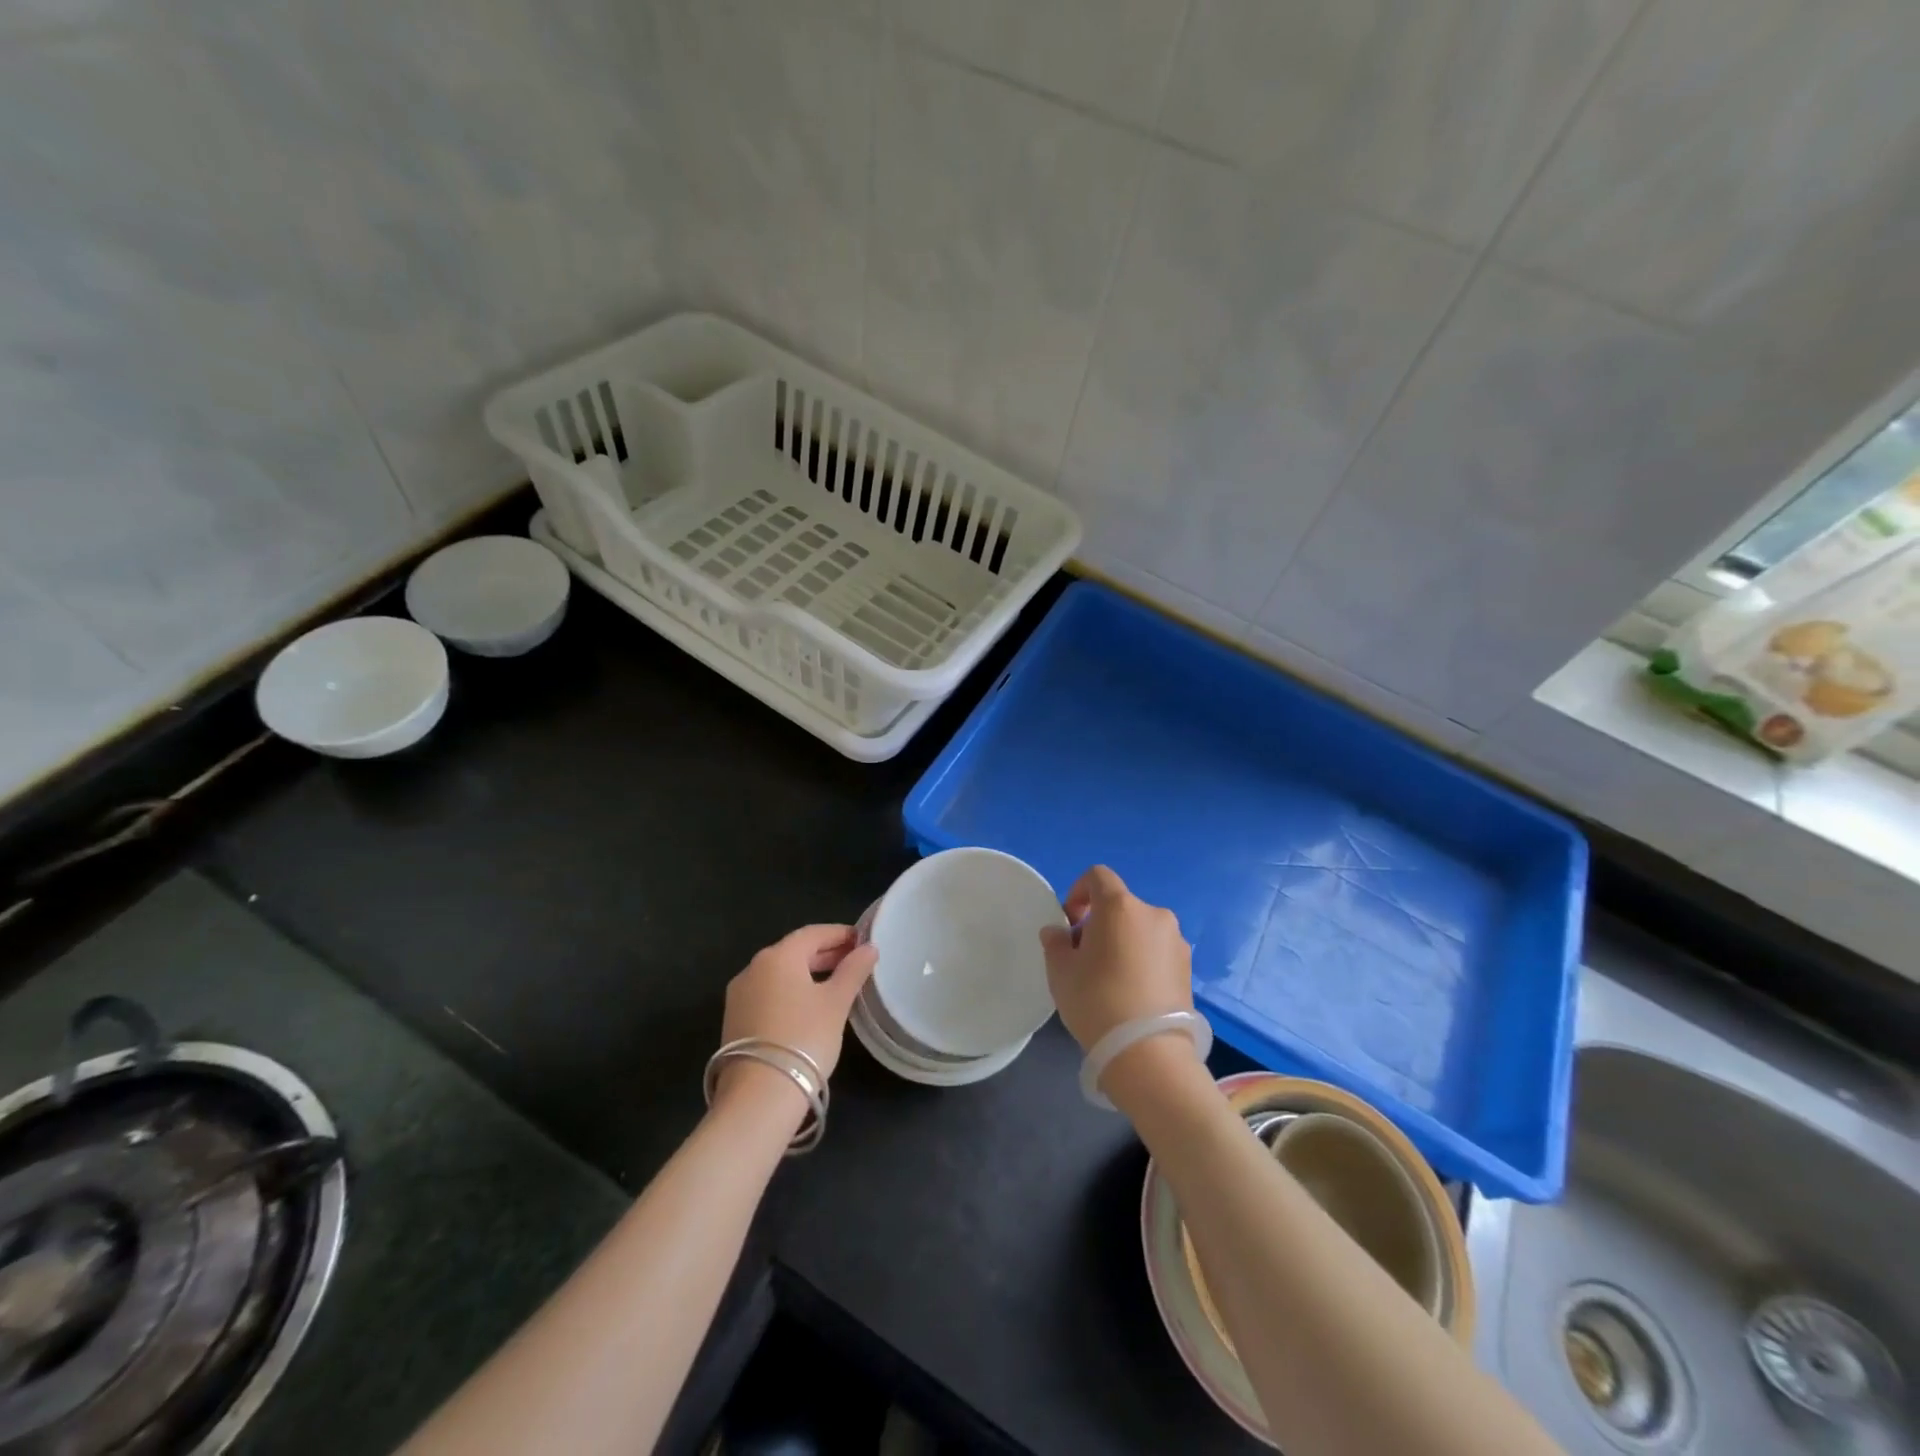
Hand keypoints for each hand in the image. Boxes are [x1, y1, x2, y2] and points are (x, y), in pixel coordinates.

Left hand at [717, 925, 876, 1108]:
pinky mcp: (735, 1020)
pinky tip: (809, 1006)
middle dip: (825, 953)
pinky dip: (791, 991)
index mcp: (777, 956)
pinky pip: (769, 993)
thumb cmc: (804, 1038)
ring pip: (780, 974)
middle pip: (794, 951)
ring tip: (836, 984)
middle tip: (854, 961)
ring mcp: (739, 995)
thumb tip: (869, 948)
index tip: (863, 940)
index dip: (840, 934)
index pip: (813, 933)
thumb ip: (854, 971)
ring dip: (808, 973)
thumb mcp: (836, 1002)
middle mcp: (753, 968)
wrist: (759, 1095)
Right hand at [1038, 866, 1193, 1052]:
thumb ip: (1056, 942)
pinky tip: (1133, 992)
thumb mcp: (1061, 971)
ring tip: (1111, 978)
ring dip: (1124, 941)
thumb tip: (1058, 932)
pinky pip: (1157, 951)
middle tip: (1086, 957)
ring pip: (1140, 929)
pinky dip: (1143, 960)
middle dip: (1100, 923)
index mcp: (1120, 906)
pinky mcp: (1189, 968)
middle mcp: (1154, 914)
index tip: (1070, 922)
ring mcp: (1176, 941)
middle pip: (1120, 905)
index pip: (1097, 876)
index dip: (1078, 892)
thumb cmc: (1096, 1001)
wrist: (1148, 1053)